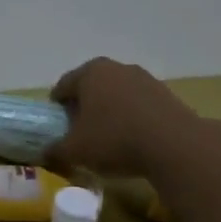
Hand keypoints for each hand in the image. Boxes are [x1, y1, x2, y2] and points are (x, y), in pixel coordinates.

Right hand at [45, 57, 200, 178]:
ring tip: (107, 139)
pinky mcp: (166, 94)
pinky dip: (131, 118)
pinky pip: (138, 104)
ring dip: (108, 112)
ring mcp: (144, 78)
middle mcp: (116, 68)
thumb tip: (45, 153)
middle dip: (83, 108)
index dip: (56, 109)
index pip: (62, 87)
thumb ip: (54, 150)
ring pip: (116, 95)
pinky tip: (132, 140)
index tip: (57, 129)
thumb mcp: (74, 151)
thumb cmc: (114, 140)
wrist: (175, 146)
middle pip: (90, 87)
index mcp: (89, 72)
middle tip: (79, 133)